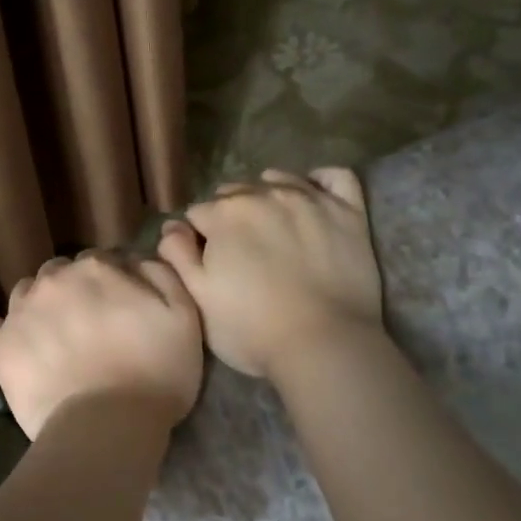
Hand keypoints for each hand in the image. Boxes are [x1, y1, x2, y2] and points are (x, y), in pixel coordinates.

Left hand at [0, 251, 203, 439]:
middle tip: (88, 325)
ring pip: (25, 294)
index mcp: (96, 268)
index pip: (99, 261)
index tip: (119, 308)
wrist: (107, 427)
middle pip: (59, 274)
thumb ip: (161, 275)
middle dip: (72, 291)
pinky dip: (0, 333)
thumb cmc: (156, 374)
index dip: (110, 283)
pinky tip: (15, 348)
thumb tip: (136, 258)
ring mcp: (20, 313)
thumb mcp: (184, 317)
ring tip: (54, 339)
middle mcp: (53, 280)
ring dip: (39, 308)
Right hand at [156, 167, 383, 379]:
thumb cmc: (251, 328)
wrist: (324, 343)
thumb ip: (177, 255)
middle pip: (235, 193)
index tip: (208, 263)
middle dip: (231, 216)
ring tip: (272, 229)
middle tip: (240, 254)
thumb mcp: (198, 298)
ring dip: (267, 197)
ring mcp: (310, 198)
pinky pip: (334, 176)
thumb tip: (172, 226)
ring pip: (278, 180)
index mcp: (224, 214)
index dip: (198, 239)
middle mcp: (264, 193)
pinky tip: (313, 197)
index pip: (197, 214)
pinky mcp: (348, 211)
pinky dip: (320, 181)